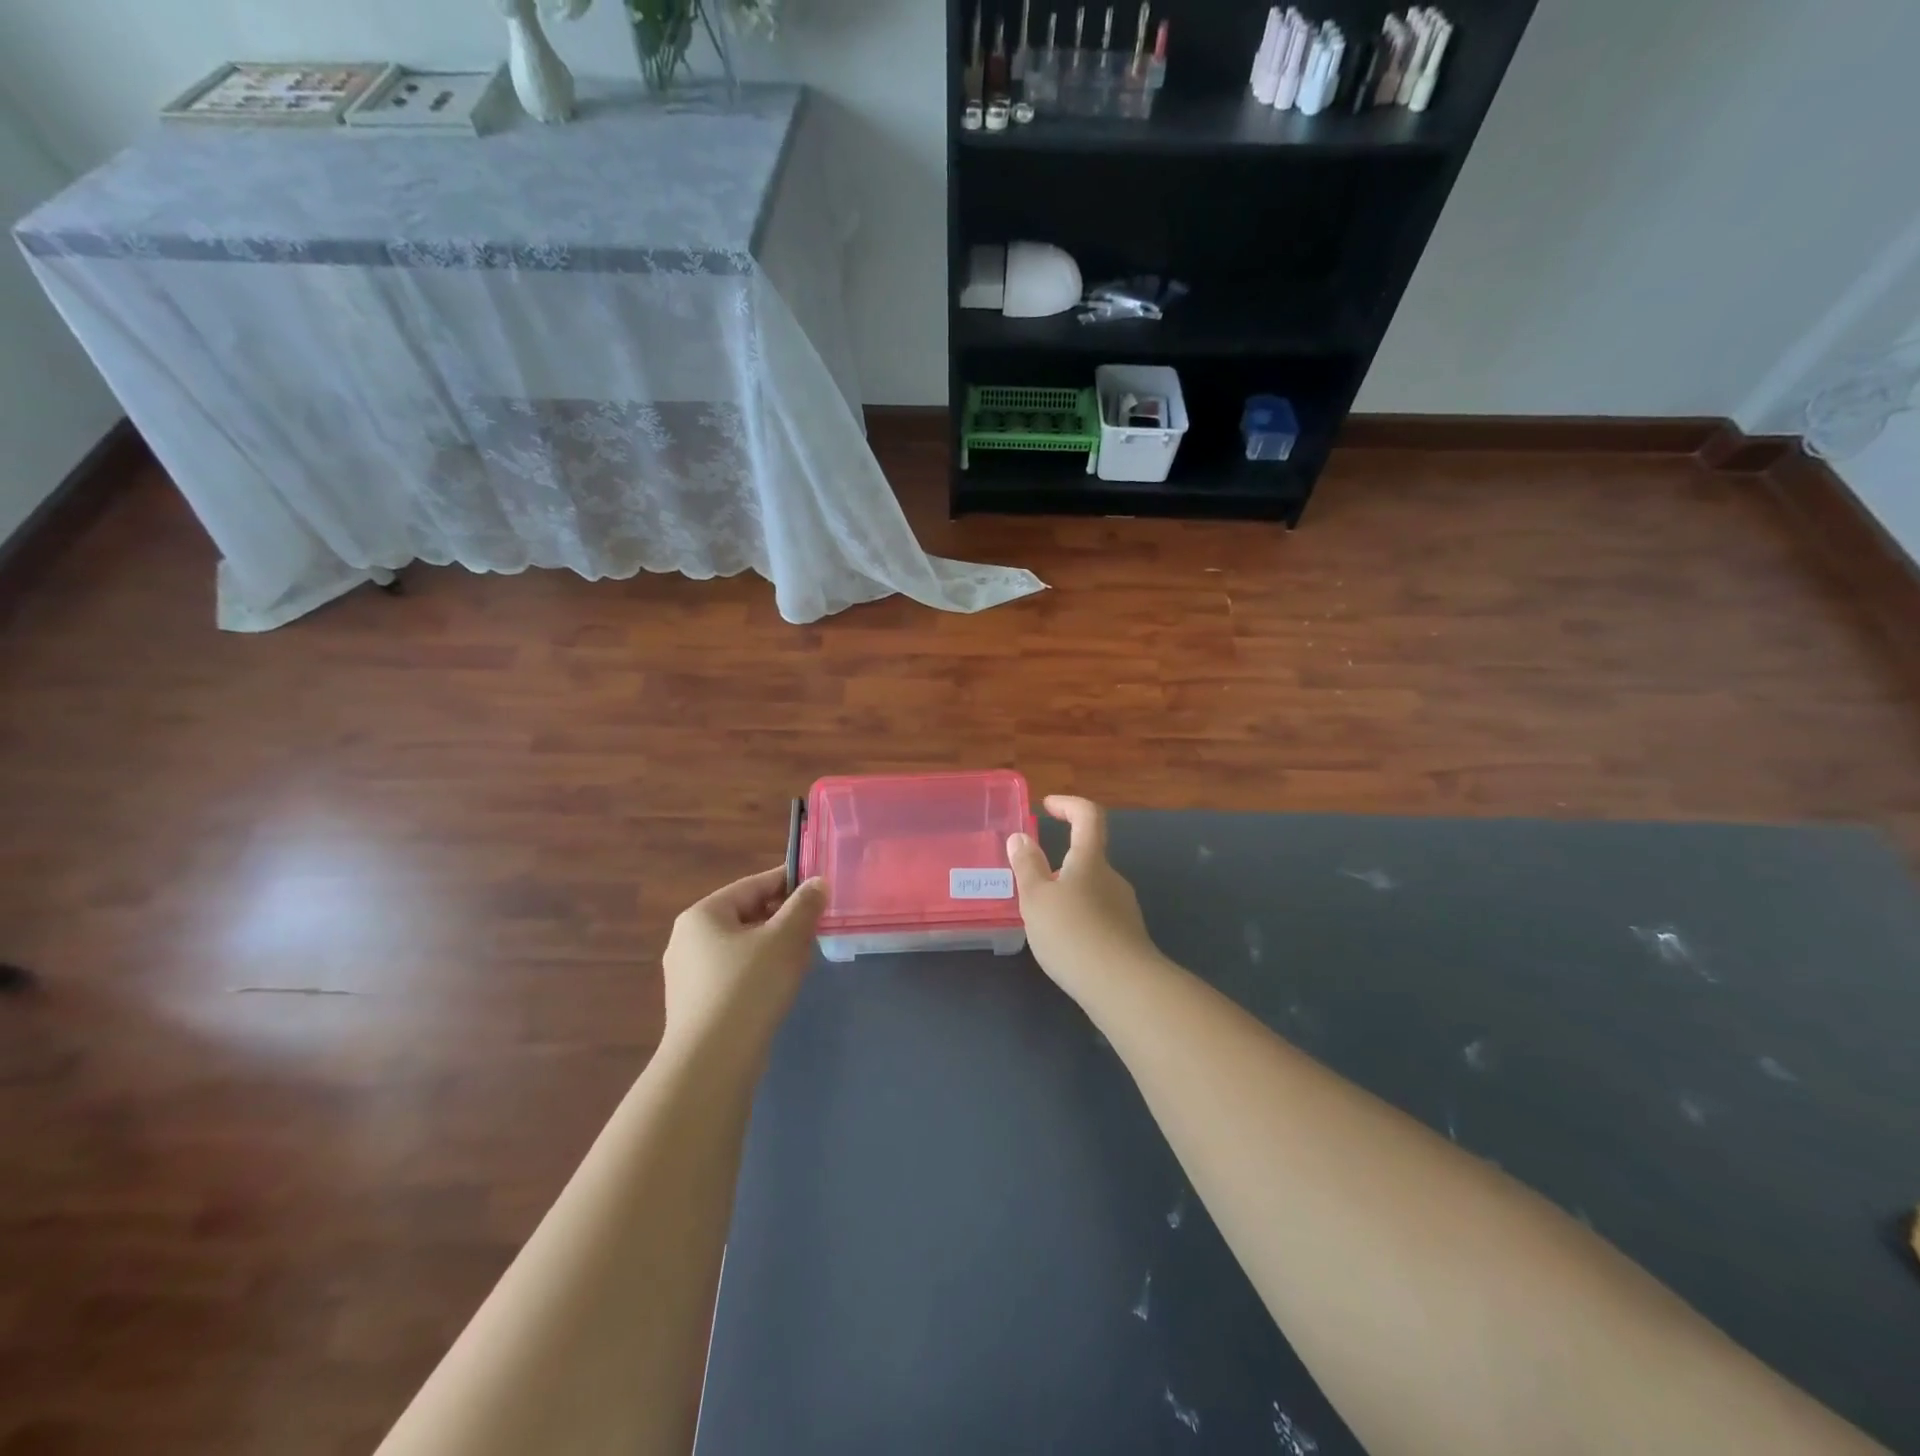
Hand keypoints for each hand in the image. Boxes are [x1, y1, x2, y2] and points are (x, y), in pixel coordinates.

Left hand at [662, 868, 825, 1052]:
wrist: (712, 1062)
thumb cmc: (748, 987)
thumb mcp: (785, 939)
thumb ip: (804, 905)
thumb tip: (817, 883)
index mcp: (702, 914)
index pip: (753, 885)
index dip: (789, 882)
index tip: (820, 887)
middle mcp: (687, 939)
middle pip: (747, 915)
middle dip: (784, 918)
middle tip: (816, 926)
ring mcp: (688, 975)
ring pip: (742, 946)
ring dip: (774, 947)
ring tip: (804, 958)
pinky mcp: (696, 1005)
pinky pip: (734, 974)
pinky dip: (759, 972)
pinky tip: (781, 987)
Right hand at [1006, 796, 1157, 1002]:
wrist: (1122, 987)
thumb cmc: (1072, 933)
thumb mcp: (1036, 898)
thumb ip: (1027, 866)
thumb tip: (1020, 837)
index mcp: (1090, 861)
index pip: (1087, 816)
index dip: (1069, 805)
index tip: (1048, 806)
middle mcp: (1112, 878)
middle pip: (1088, 857)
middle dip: (1059, 863)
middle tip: (1031, 884)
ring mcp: (1124, 908)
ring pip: (1091, 890)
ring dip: (1067, 894)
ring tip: (1042, 919)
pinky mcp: (1127, 937)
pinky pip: (1098, 916)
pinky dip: (1078, 919)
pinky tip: (1064, 945)